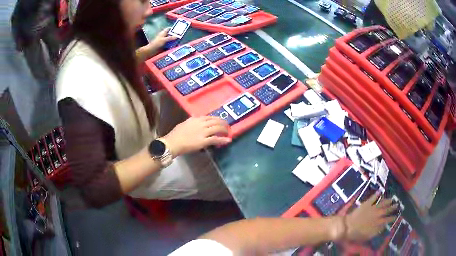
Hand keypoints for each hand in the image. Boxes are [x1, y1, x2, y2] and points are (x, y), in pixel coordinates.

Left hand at [148, 27, 177, 51]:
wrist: (151, 51)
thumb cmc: (156, 43)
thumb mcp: (164, 40)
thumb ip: (170, 38)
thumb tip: (177, 36)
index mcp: (163, 33)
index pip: (168, 29)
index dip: (173, 28)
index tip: (178, 29)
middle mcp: (164, 36)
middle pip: (171, 34)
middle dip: (175, 35)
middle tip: (181, 35)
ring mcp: (164, 41)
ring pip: (171, 39)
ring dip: (174, 40)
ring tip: (180, 41)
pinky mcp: (165, 45)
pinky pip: (170, 44)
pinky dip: (173, 44)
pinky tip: (176, 45)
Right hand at [161, 116, 231, 155]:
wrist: (173, 142)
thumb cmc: (176, 134)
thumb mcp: (184, 123)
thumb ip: (191, 121)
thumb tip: (195, 118)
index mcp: (196, 119)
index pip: (209, 117)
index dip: (216, 119)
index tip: (220, 121)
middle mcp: (201, 124)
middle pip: (215, 121)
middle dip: (223, 123)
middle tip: (227, 126)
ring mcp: (203, 132)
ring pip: (217, 128)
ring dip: (224, 130)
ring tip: (228, 132)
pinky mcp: (204, 141)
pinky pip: (215, 139)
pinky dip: (223, 140)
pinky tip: (228, 140)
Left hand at [344, 194, 397, 241]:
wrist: (347, 227)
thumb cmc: (357, 234)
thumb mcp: (369, 236)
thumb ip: (377, 231)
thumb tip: (384, 226)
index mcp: (378, 222)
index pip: (387, 220)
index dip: (392, 218)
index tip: (396, 216)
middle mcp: (377, 214)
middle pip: (387, 210)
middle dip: (392, 207)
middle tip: (397, 205)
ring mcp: (372, 207)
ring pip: (382, 203)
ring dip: (387, 201)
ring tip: (392, 199)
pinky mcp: (366, 203)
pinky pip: (373, 197)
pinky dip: (376, 194)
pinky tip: (380, 191)